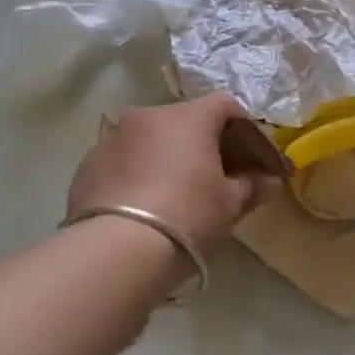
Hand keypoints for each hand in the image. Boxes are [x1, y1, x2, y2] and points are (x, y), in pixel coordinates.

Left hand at [66, 95, 275, 253]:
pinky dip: (136, 172)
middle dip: (201, 143)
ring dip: (165, 156)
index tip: (250, 155)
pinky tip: (142, 204)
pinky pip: (123, 160)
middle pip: (184, 120)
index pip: (224, 105)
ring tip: (173, 192)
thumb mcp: (229, 206)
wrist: (118, 249)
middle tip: (214, 176)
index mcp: (188, 118)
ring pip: (149, 139)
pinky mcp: (87, 163)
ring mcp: (112, 137)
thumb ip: (250, 186)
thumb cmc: (187, 216)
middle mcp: (148, 116)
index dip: (242, 128)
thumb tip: (267, 180)